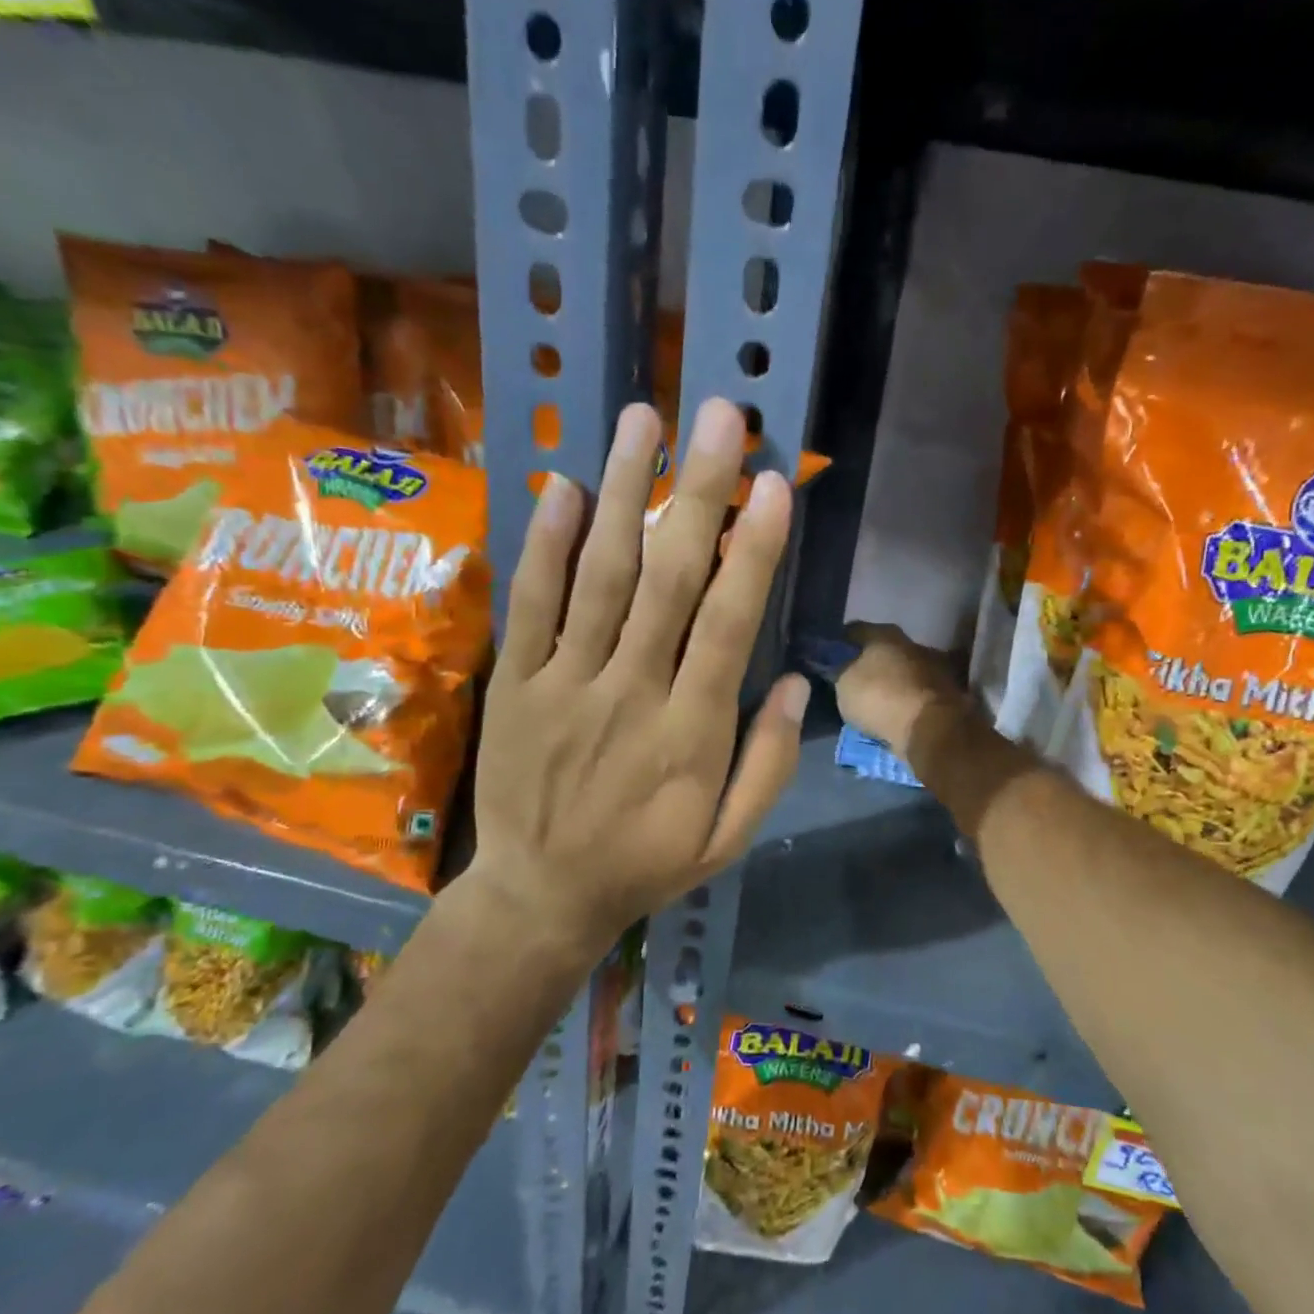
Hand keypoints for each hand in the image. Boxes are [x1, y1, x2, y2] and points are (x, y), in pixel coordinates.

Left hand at [468, 400, 809, 957]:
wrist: (539, 896)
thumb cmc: (645, 864)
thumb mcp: (728, 839)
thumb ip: (767, 764)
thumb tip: (795, 683)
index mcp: (691, 732)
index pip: (729, 624)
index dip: (753, 550)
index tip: (772, 483)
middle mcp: (631, 692)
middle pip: (669, 579)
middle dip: (697, 492)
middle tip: (719, 417)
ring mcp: (566, 683)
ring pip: (599, 575)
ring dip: (622, 492)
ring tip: (642, 420)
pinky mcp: (517, 683)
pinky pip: (531, 605)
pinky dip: (545, 544)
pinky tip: (563, 486)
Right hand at [836, 623, 967, 759]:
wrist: (930, 728)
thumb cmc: (880, 696)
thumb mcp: (844, 683)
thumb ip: (840, 669)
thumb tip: (839, 664)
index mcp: (885, 633)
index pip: (855, 630)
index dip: (839, 643)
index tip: (827, 658)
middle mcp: (911, 643)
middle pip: (882, 650)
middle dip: (868, 663)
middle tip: (851, 681)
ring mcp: (932, 668)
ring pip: (901, 671)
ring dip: (889, 683)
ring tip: (872, 702)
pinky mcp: (945, 694)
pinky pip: (914, 694)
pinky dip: (903, 701)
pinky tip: (892, 713)